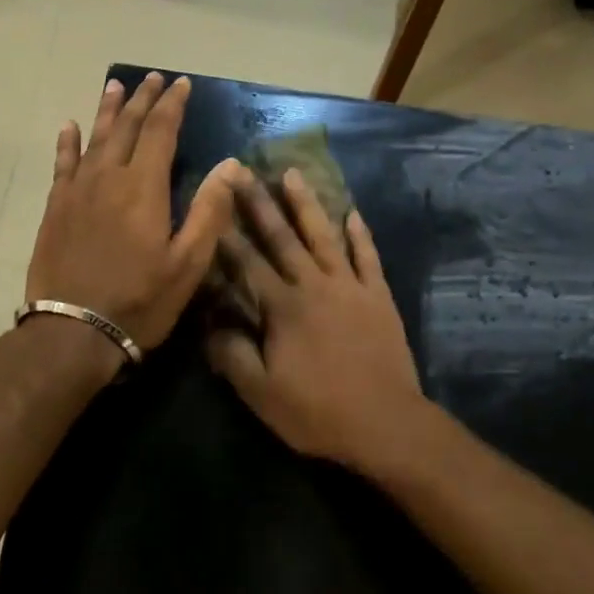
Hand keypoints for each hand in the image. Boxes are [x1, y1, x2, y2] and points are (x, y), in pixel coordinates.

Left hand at [27, 72, 244, 351]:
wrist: (73, 331)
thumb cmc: (140, 300)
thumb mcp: (188, 263)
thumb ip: (210, 211)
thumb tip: (231, 165)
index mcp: (144, 187)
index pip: (161, 131)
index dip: (172, 105)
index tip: (181, 84)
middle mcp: (109, 177)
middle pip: (128, 126)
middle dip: (143, 99)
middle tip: (153, 78)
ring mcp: (77, 191)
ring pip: (95, 138)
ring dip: (107, 110)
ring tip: (115, 85)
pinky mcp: (55, 208)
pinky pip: (62, 164)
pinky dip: (68, 142)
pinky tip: (69, 127)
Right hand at [207, 170, 428, 474]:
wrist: (385, 422)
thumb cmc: (318, 411)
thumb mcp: (262, 394)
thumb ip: (232, 355)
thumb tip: (208, 325)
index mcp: (283, 307)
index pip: (247, 263)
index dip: (227, 234)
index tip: (213, 203)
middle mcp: (314, 285)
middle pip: (282, 237)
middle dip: (260, 203)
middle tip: (244, 170)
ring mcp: (350, 287)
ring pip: (324, 236)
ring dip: (308, 204)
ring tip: (294, 173)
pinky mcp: (378, 296)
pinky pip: (368, 257)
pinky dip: (360, 235)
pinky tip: (353, 212)